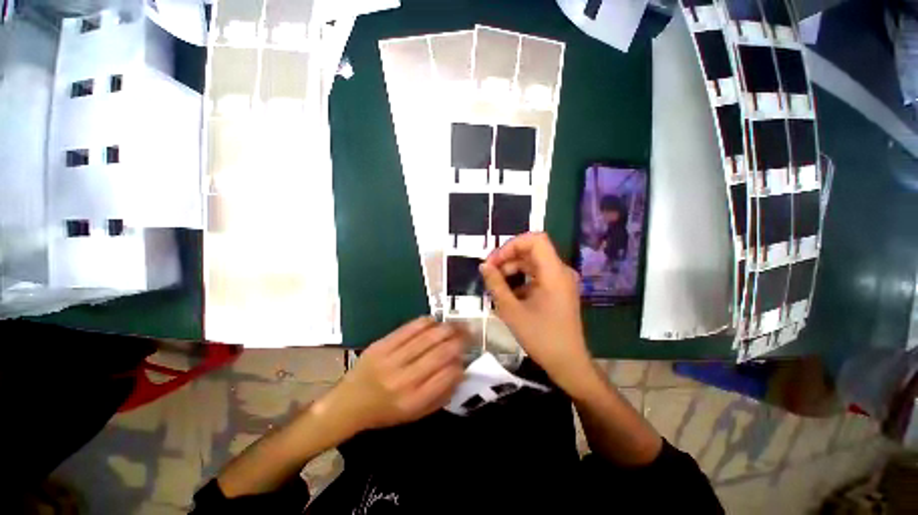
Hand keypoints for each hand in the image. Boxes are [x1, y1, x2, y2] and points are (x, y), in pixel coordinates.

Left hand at [328, 317, 465, 433]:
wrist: (347, 404)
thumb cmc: (385, 412)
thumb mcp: (415, 415)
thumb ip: (440, 395)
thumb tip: (460, 371)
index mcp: (414, 401)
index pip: (447, 376)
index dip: (461, 363)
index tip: (466, 357)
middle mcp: (404, 379)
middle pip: (440, 353)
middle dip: (459, 340)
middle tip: (469, 333)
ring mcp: (391, 359)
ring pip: (427, 337)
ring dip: (446, 328)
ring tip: (456, 325)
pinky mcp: (381, 345)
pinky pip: (409, 328)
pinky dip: (425, 322)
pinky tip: (434, 321)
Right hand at [480, 232, 595, 393]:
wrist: (568, 363)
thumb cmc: (541, 338)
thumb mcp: (512, 311)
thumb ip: (496, 285)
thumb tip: (483, 266)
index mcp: (554, 273)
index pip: (535, 240)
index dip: (512, 245)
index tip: (494, 261)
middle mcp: (560, 271)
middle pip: (532, 251)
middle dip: (508, 258)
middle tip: (489, 273)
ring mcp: (560, 280)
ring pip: (533, 263)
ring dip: (512, 269)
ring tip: (495, 284)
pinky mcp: (558, 289)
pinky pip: (537, 275)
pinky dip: (521, 279)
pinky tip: (508, 294)